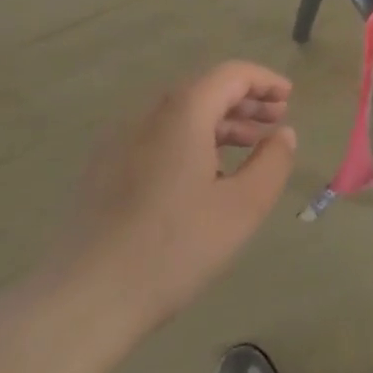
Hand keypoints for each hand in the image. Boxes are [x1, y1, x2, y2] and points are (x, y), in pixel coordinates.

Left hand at [34, 61, 297, 333]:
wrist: (84, 298)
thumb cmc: (173, 248)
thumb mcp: (241, 208)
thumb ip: (272, 163)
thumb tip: (284, 134)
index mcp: (182, 111)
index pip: (231, 74)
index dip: (264, 81)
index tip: (289, 99)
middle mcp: (148, 112)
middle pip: (204, 89)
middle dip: (244, 101)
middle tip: (274, 123)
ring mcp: (120, 139)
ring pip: (179, 113)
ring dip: (218, 122)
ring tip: (247, 148)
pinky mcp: (103, 167)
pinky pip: (157, 135)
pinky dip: (189, 138)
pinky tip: (203, 175)